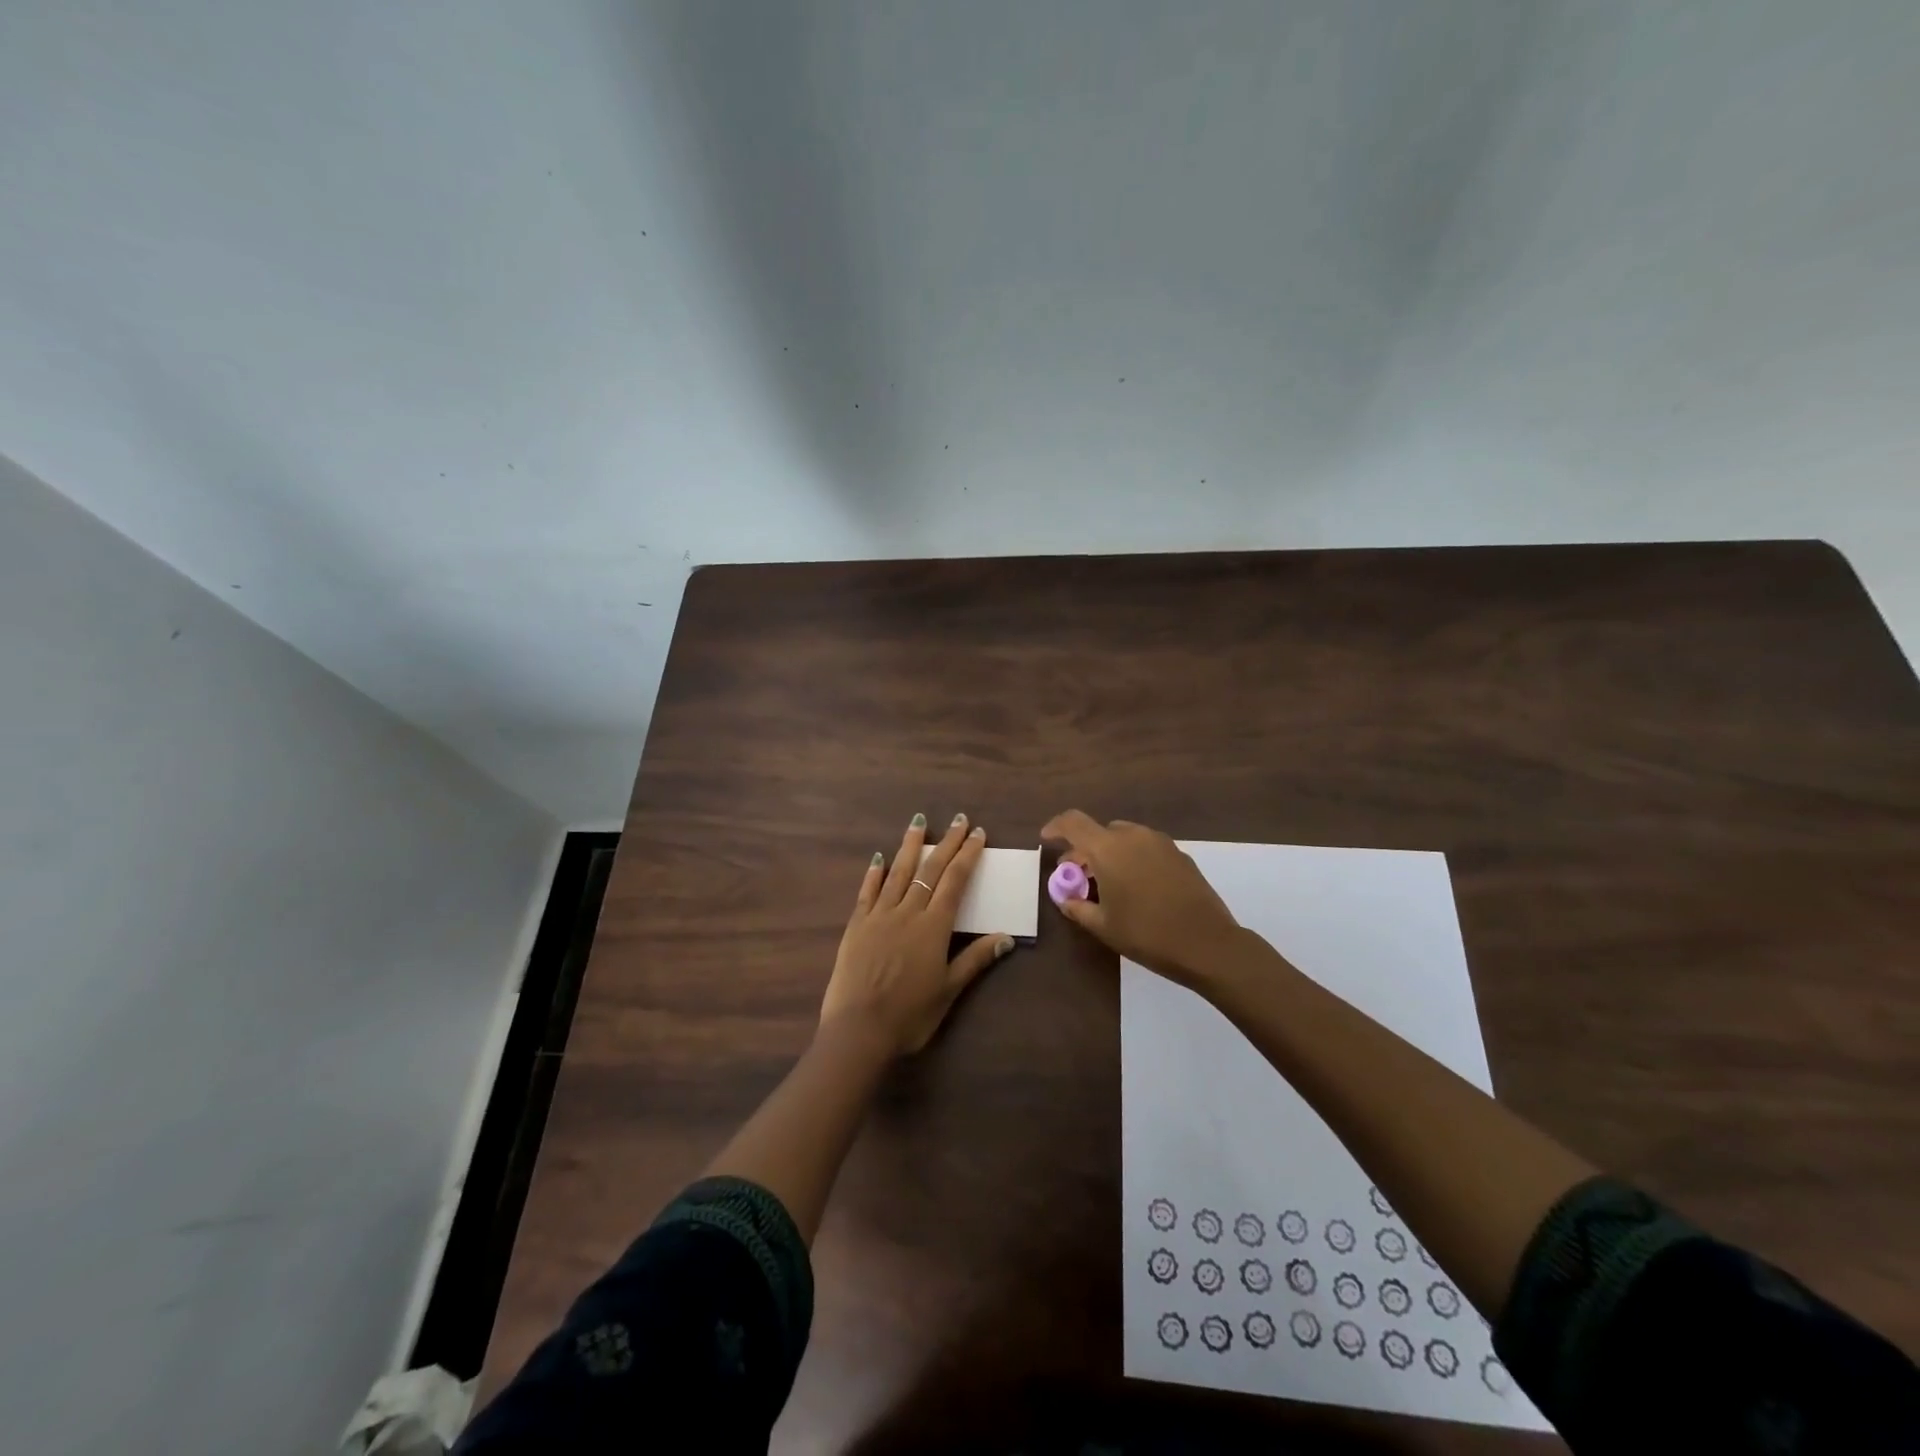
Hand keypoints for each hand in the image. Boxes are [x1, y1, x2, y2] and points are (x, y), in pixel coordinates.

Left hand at [820, 812, 1016, 1055]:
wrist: (858, 1030)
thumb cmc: (910, 1015)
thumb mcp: (948, 990)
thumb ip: (975, 960)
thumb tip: (1006, 938)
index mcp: (934, 927)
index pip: (955, 882)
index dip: (967, 856)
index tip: (977, 834)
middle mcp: (908, 912)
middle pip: (930, 870)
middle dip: (946, 843)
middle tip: (958, 819)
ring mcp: (879, 916)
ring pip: (897, 873)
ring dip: (909, 846)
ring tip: (918, 822)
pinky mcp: (856, 926)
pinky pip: (867, 892)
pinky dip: (874, 873)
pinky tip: (879, 857)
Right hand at [1040, 810, 1244, 985]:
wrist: (1207, 943)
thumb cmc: (1146, 933)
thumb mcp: (1103, 926)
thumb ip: (1078, 908)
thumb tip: (1066, 900)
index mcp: (1108, 848)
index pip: (1073, 822)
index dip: (1056, 827)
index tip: (1047, 839)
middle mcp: (1133, 836)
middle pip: (1099, 832)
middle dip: (1084, 850)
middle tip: (1077, 876)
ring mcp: (1160, 843)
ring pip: (1124, 838)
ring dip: (1110, 853)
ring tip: (1108, 883)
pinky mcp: (1180, 855)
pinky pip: (1146, 848)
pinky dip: (1132, 858)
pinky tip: (1137, 887)